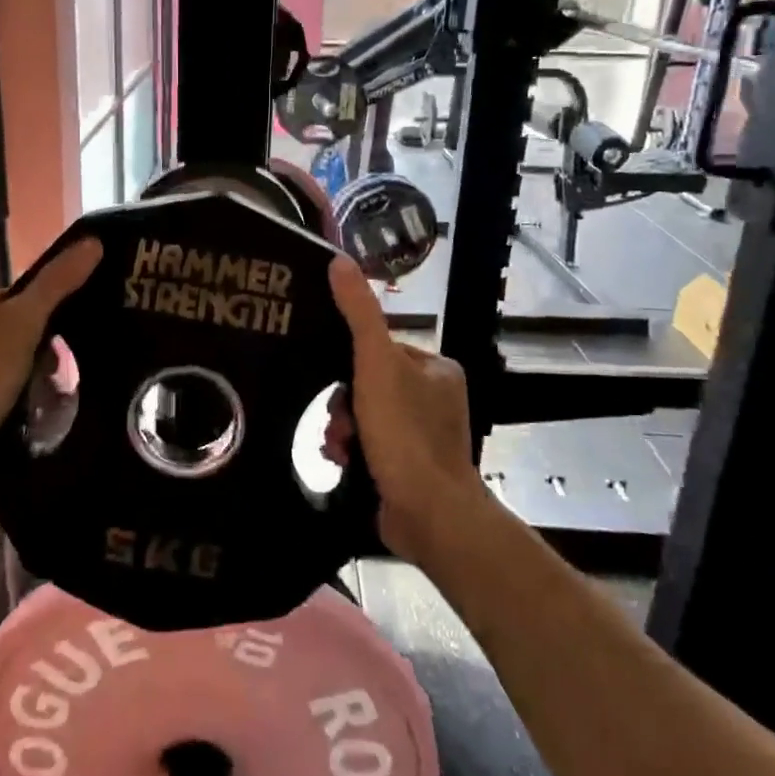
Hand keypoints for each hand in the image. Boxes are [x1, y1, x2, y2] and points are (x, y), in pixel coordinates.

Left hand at [0, 239, 101, 453]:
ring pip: (10, 365)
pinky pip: (0, 394)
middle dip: (42, 350)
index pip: (15, 296)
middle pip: (14, 331)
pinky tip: (35, 413)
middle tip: (62, 370)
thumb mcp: (22, 322)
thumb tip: (93, 242)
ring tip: (53, 394)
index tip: (70, 333)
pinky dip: (19, 400)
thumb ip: (56, 284)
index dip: (46, 311)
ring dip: (33, 378)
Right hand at [327, 256, 486, 562]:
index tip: (338, 386)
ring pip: (364, 416)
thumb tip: (338, 260)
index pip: (379, 349)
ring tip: (338, 449)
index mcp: (436, 369)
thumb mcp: (376, 364)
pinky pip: (370, 445)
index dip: (350, 365)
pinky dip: (352, 452)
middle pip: (368, 384)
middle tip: (338, 425)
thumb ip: (358, 313)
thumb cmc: (405, 434)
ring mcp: (424, 436)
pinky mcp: (411, 468)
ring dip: (342, 428)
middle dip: (343, 404)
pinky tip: (342, 464)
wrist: (429, 516)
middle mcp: (435, 399)